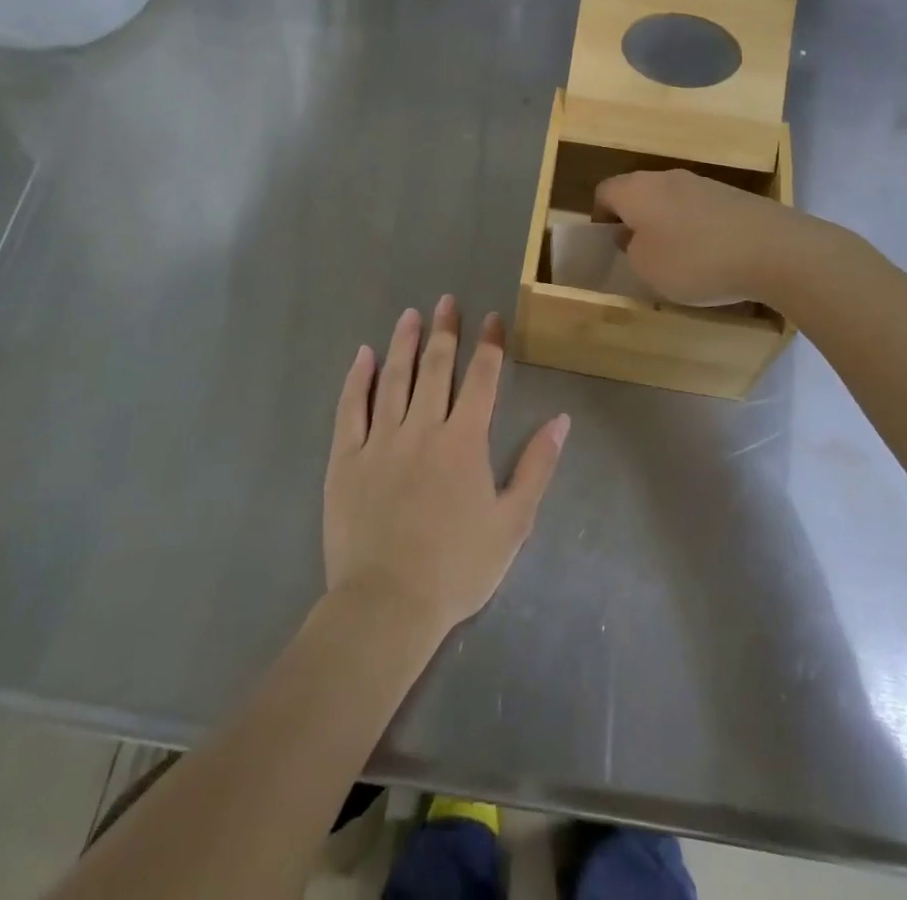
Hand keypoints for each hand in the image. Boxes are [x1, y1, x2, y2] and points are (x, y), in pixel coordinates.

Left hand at [324, 296, 568, 636]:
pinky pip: (351, 409)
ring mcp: (381, 440)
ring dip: (404, 344)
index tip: (491, 318)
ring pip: (394, 379)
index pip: (481, 380)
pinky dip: (357, 379)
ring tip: (411, 315)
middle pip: (436, 368)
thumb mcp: (513, 522)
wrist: (388, 605)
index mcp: (464, 441)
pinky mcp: (346, 458)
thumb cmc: (457, 568)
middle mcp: (423, 428)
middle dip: (445, 331)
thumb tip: (560, 420)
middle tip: (447, 301)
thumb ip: (537, 466)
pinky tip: (362, 356)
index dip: (488, 346)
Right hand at [593, 169, 809, 306]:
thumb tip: (634, 236)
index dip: (600, 217)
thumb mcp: (646, 267)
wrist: (773, 250)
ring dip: (668, 225)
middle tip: (640, 254)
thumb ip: (631, 249)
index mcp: (636, 190)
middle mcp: (666, 177)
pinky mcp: (734, 196)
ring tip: (680, 260)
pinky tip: (713, 257)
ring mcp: (704, 183)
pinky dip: (698, 230)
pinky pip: (701, 210)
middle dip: (636, 220)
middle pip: (639, 193)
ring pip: (672, 201)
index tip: (608, 244)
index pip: (604, 192)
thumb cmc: (695, 259)